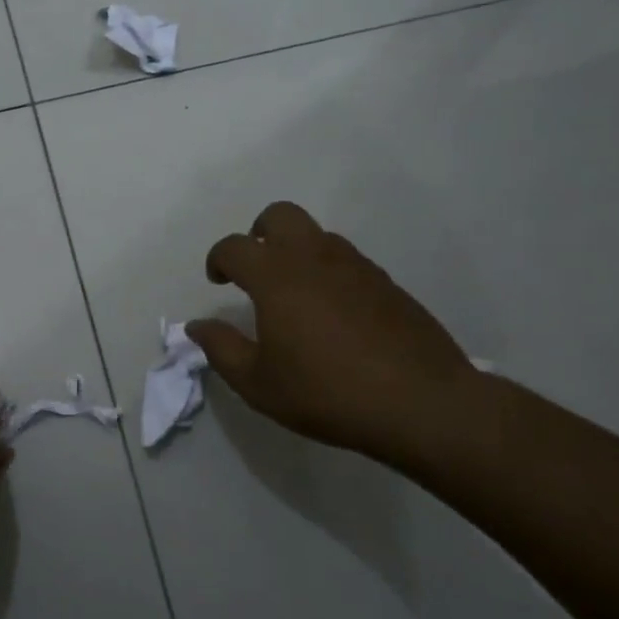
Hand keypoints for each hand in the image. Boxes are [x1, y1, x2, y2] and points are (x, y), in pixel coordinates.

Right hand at [188, 202, 484, 461]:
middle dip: (258, 232)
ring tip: (293, 294)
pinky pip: (346, 259)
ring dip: (295, 250)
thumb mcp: (258, 383)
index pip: (234, 247)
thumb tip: (197, 326)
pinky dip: (328, 271)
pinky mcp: (386, 283)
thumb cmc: (327, 392)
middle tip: (254, 268)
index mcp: (276, 277)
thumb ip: (221, 349)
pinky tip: (332, 313)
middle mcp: (314, 258)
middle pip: (279, 215)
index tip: (217, 282)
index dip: (217, 259)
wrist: (421, 403)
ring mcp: (356, 266)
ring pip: (317, 235)